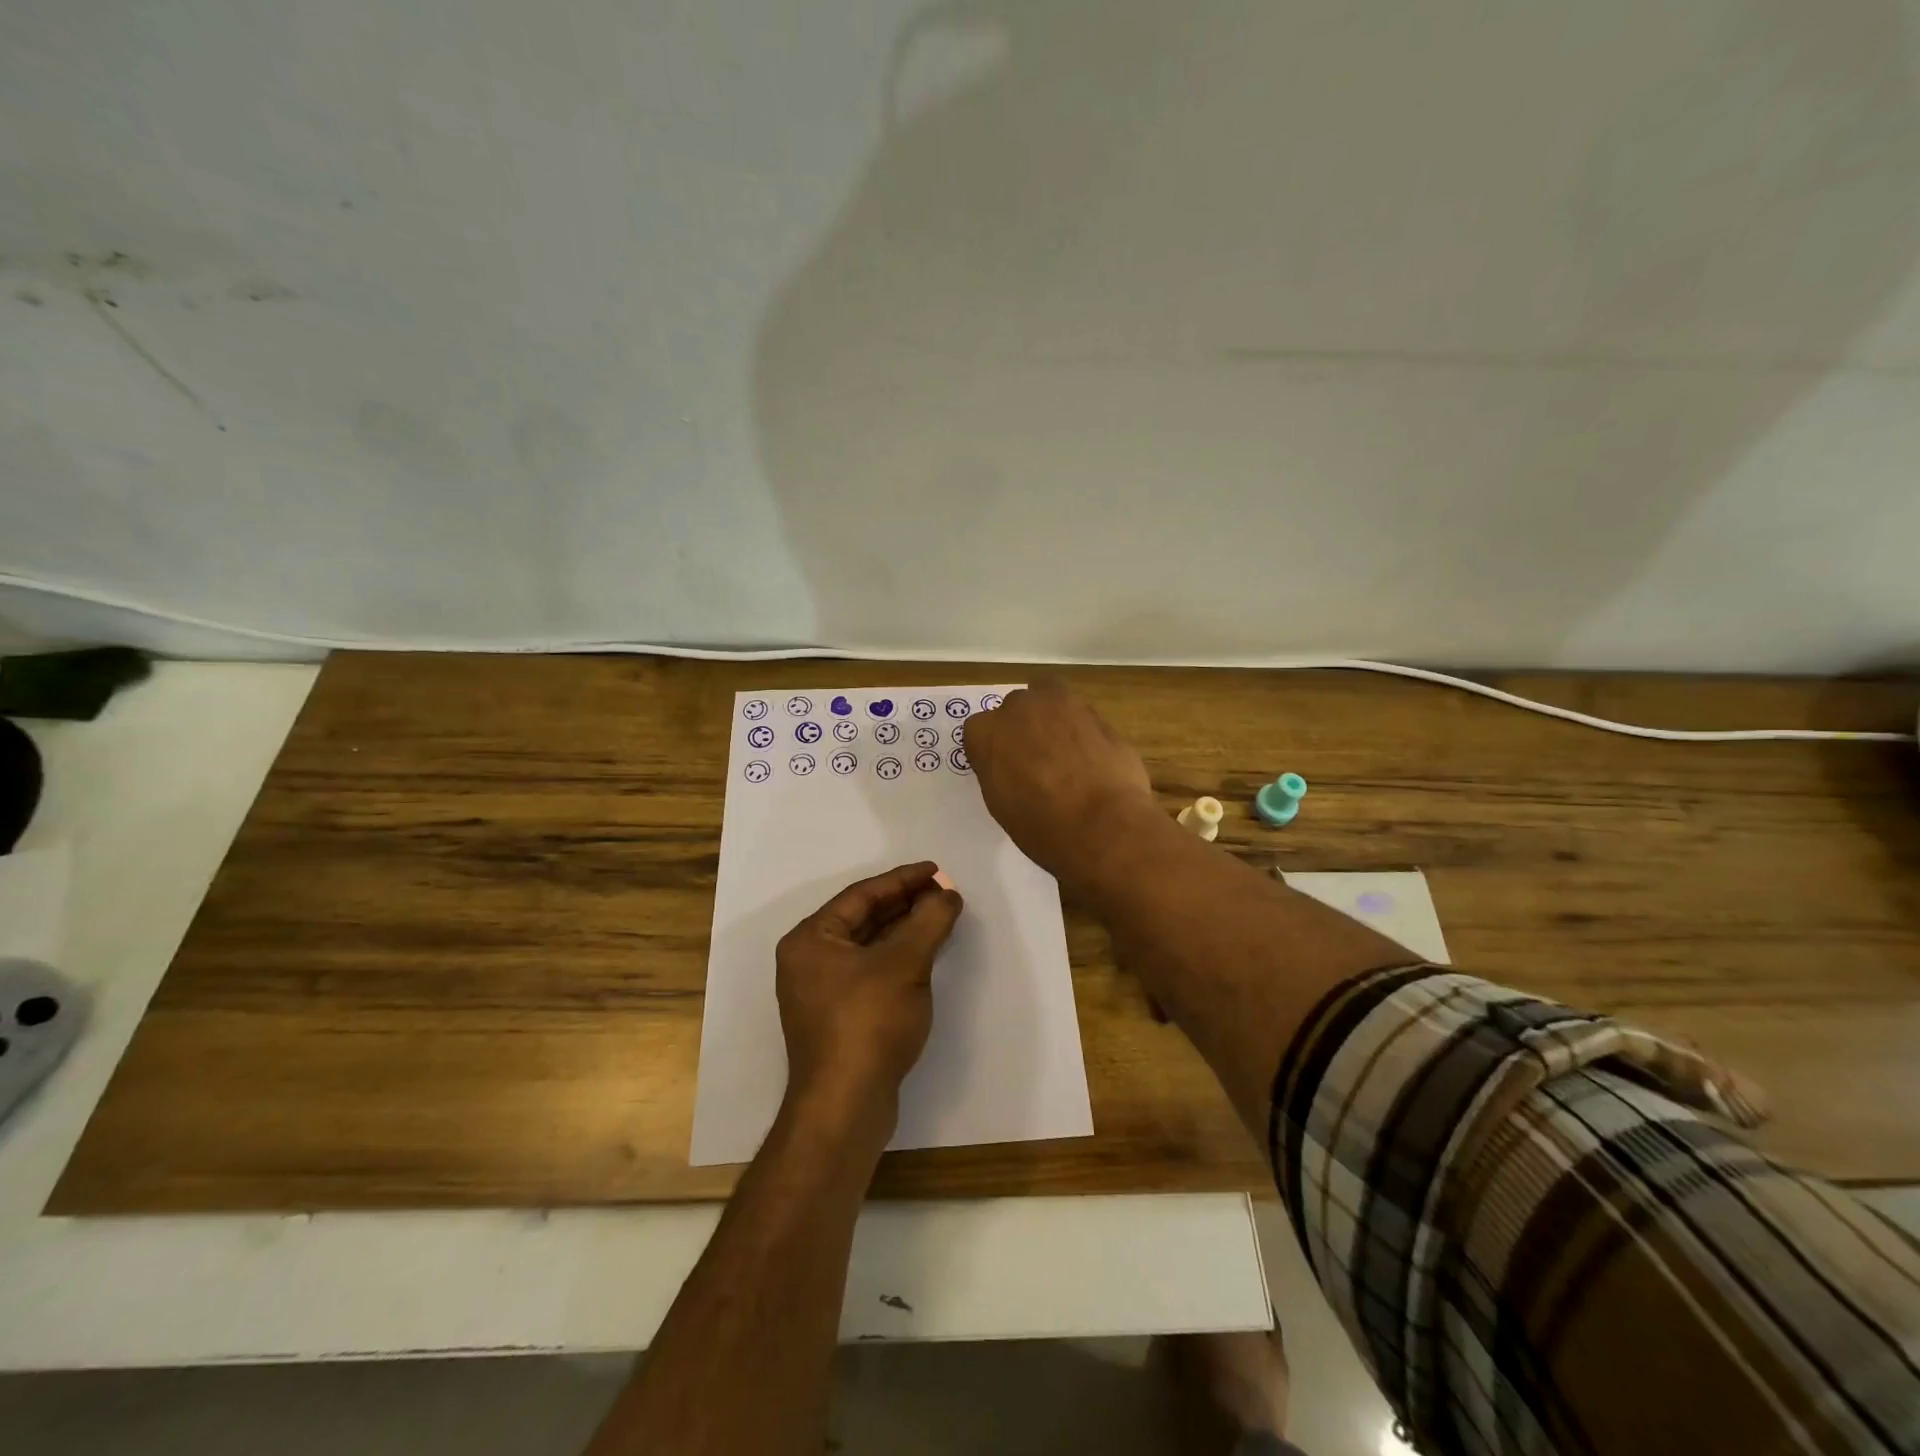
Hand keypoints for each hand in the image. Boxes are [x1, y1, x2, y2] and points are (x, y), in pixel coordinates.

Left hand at [776, 862, 963, 1124]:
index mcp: (811, 939)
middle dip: (905, 903)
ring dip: (903, 930)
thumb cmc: (868, 1022)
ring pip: (868, 946)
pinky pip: (870, 971)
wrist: (846, 1105)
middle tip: (943, 892)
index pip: (861, 895)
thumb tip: (948, 895)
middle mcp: (808, 960)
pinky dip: (897, 957)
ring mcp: (820, 991)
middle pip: (863, 918)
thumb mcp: (905, 963)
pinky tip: (924, 954)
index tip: (936, 870)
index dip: (902, 879)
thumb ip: (929, 921)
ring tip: (939, 915)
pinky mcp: (837, 1017)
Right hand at [963, 678, 1157, 890]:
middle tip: (1034, 760)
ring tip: (1064, 753)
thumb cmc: (1042, 826)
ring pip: (1050, 699)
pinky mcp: (1098, 714)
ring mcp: (1062, 705)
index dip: (992, 751)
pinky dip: (1082, 732)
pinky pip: (1081, 717)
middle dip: (1022, 728)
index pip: (979, 731)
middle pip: (1015, 708)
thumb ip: (998, 771)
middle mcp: (1020, 708)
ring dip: (1052, 719)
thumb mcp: (1001, 805)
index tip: (1003, 771)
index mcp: (987, 732)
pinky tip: (1091, 759)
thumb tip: (1011, 766)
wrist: (1104, 825)